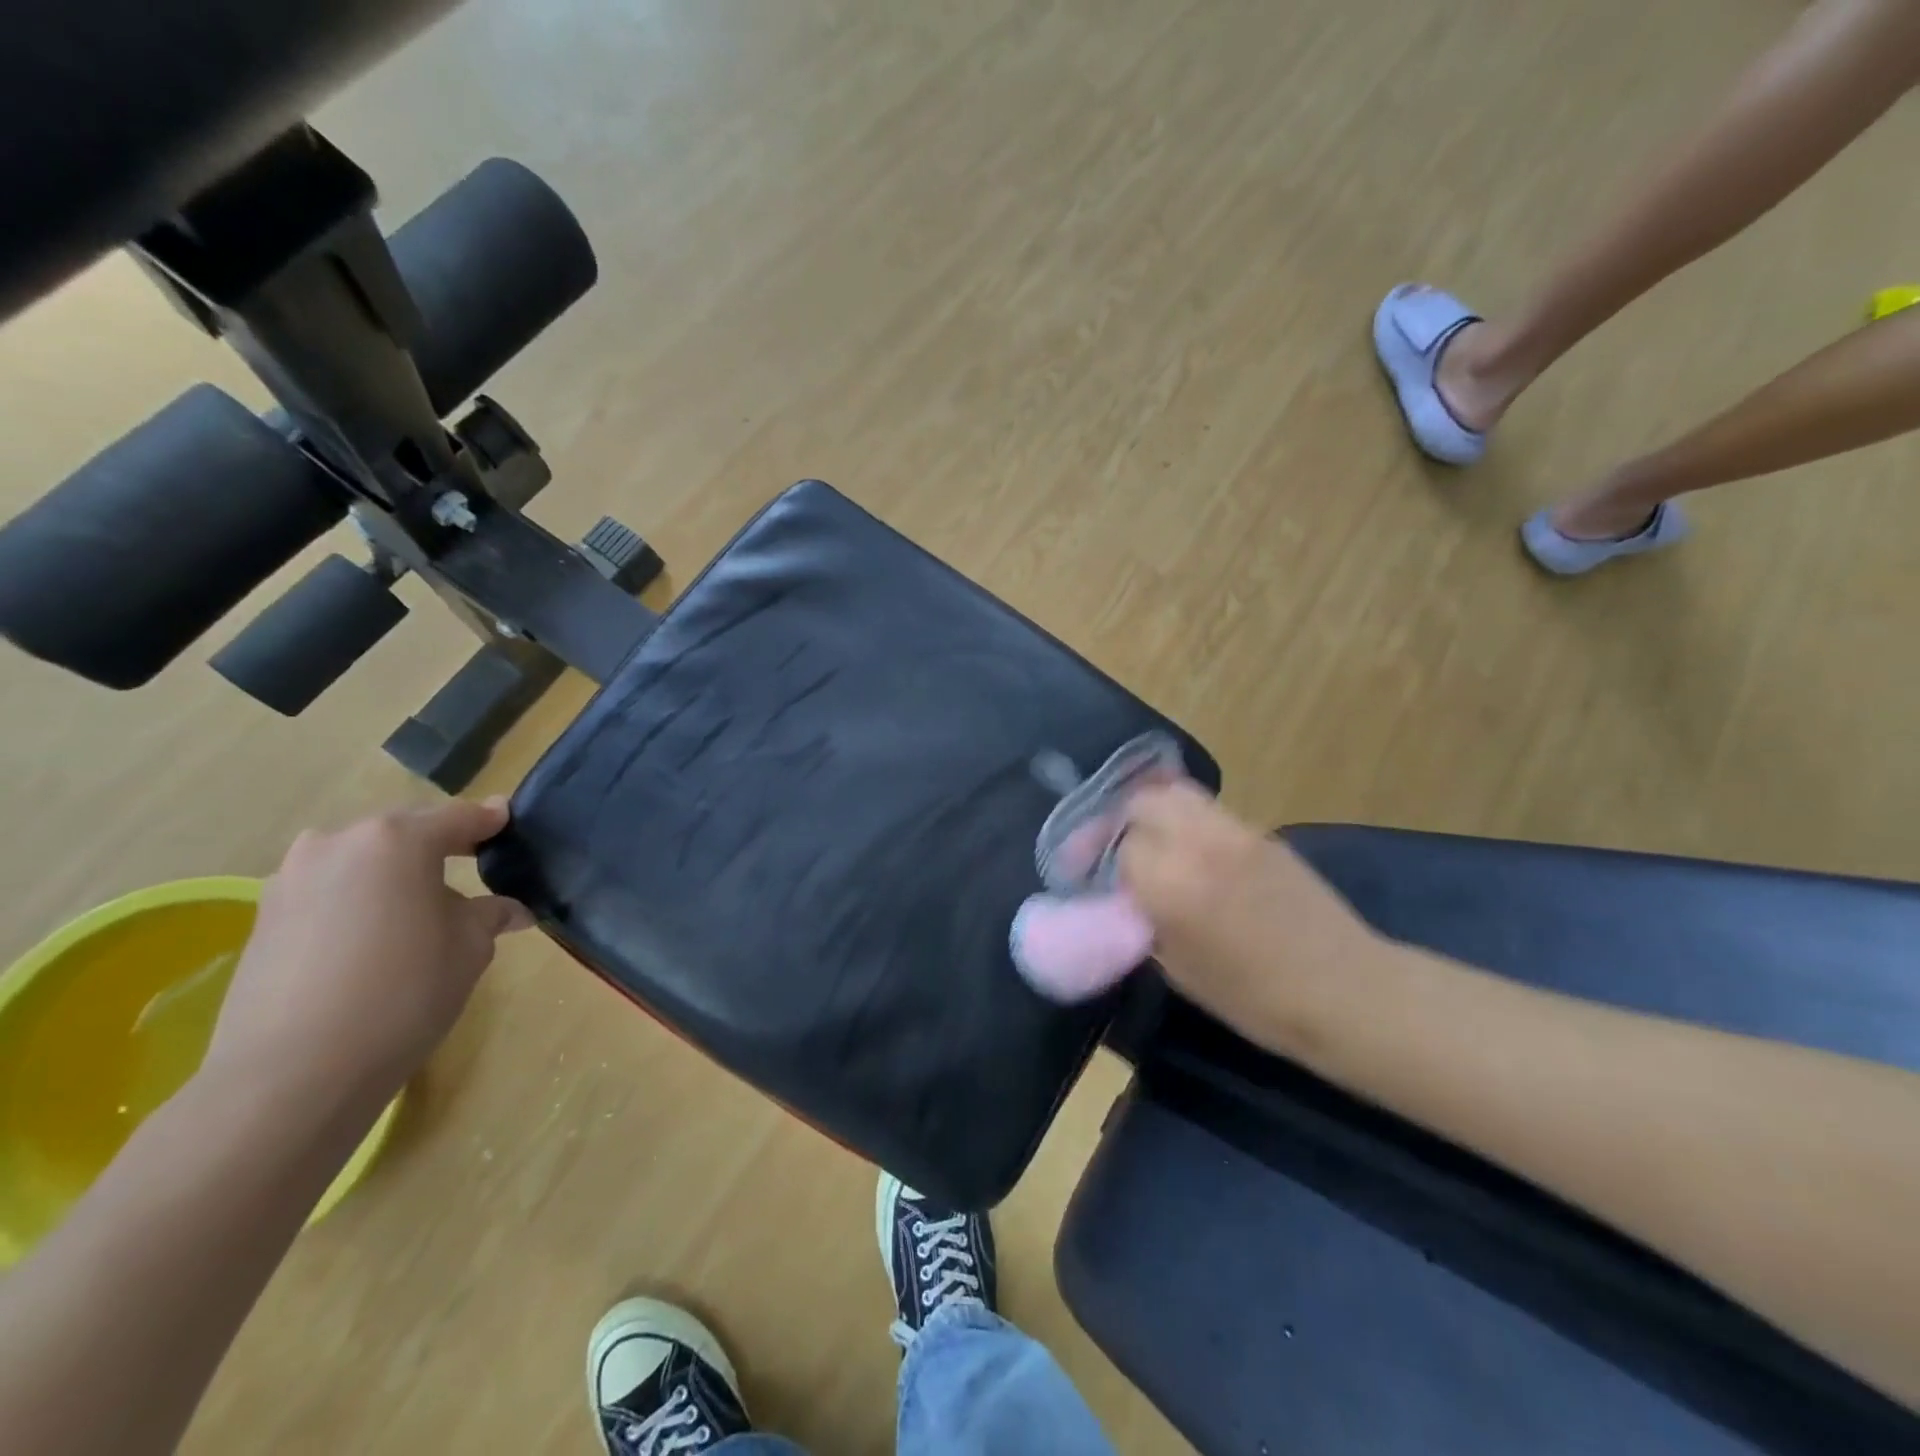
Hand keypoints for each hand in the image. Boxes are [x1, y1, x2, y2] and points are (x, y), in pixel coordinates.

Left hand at [204, 798, 532, 1107]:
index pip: (457, 818)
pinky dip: (357, 900)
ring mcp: (291, 879)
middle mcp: (337, 844)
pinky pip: (328, 891)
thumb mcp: (470, 948)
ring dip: (391, 874)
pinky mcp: (263, 918)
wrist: (293, 1072)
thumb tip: (509, 910)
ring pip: (359, 861)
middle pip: (402, 833)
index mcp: (396, 840)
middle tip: (470, 864)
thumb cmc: (404, 991)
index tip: (506, 820)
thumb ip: (490, 914)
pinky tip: (374, 935)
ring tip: (417, 905)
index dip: (488, 821)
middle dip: (436, 845)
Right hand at [1117, 782, 1377, 1036]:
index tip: (1098, 878)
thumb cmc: (1255, 999)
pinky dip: (1188, 820)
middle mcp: (1197, 843)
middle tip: (1119, 850)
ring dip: (1155, 813)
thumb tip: (1128, 897)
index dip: (1104, 862)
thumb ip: (1145, 922)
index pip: (1119, 846)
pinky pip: (1209, 810)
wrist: (1346, 990)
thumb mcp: (1179, 970)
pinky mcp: (1262, 833)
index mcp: (1170, 884)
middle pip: (1142, 803)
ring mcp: (1234, 831)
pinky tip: (1193, 851)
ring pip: (1176, 795)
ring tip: (1153, 842)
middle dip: (1123, 823)